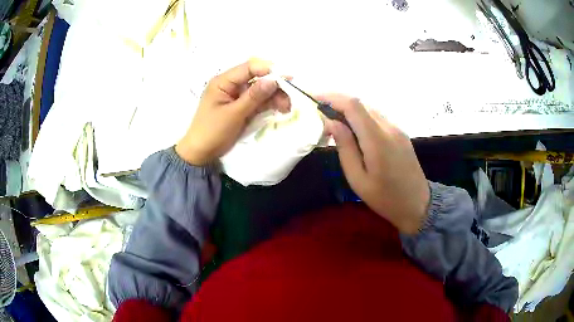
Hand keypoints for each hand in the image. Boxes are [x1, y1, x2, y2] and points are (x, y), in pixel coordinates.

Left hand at [176, 59, 289, 165]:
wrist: (201, 153)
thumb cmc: (212, 131)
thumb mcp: (234, 114)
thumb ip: (254, 96)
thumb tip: (274, 80)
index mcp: (223, 81)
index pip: (248, 68)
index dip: (269, 70)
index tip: (287, 77)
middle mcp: (231, 85)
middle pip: (257, 78)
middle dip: (274, 86)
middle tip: (290, 96)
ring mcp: (237, 96)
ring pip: (260, 90)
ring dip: (274, 96)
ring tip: (287, 107)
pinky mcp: (242, 107)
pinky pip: (258, 101)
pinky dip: (269, 104)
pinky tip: (281, 108)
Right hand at [321, 94, 429, 233]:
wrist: (417, 204)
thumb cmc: (385, 198)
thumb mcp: (358, 179)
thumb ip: (345, 148)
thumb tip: (331, 122)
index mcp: (377, 140)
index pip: (353, 105)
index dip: (332, 97)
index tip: (315, 99)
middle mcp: (389, 128)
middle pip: (361, 104)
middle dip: (338, 103)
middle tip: (321, 114)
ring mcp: (397, 129)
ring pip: (370, 110)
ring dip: (350, 111)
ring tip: (335, 123)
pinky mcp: (401, 134)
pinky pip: (378, 118)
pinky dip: (362, 118)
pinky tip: (355, 131)